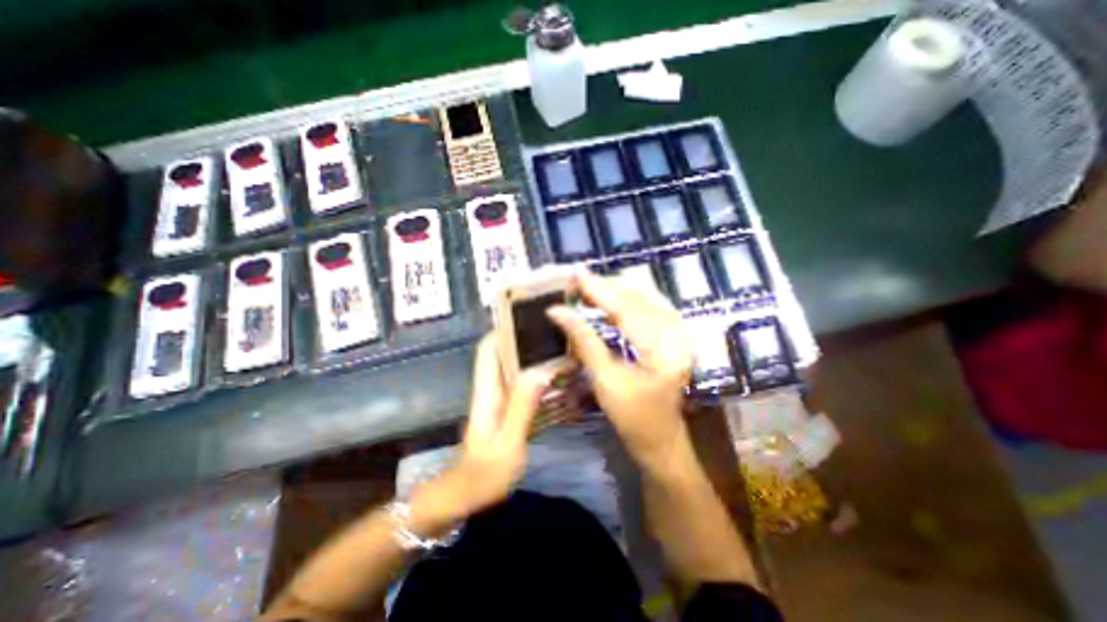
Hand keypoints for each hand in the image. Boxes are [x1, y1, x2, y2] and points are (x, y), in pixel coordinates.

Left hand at [408, 336, 550, 533]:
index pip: (489, 350)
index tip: (526, 316)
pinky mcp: (504, 410)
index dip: (503, 329)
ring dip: (532, 357)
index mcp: (487, 392)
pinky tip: (555, 380)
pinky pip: (519, 385)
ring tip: (559, 350)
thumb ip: (522, 408)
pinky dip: (535, 376)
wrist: (463, 498)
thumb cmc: (483, 475)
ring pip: (512, 368)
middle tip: (553, 332)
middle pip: (502, 353)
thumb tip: (541, 371)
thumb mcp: (508, 444)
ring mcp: (497, 400)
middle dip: (524, 339)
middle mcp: (490, 389)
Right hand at [551, 271, 694, 469]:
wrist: (661, 437)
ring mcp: (681, 333)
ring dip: (617, 289)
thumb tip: (557, 311)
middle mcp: (678, 336)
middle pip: (640, 296)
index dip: (599, 290)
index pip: (627, 310)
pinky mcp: (677, 334)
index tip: (576, 274)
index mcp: (663, 353)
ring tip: (590, 288)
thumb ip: (583, 340)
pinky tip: (610, 298)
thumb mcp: (604, 380)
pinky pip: (652, 304)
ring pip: (647, 295)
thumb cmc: (631, 417)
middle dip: (607, 285)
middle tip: (578, 281)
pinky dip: (629, 298)